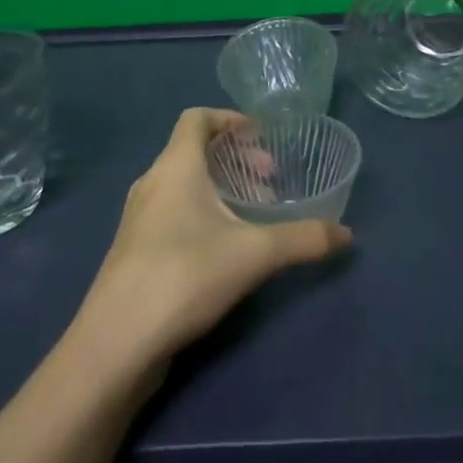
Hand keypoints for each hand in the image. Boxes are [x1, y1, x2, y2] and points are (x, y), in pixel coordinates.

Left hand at [75, 108, 352, 369]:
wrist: (114, 344)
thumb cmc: (184, 275)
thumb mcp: (254, 254)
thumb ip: (303, 240)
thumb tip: (347, 235)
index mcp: (175, 166)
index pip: (197, 118)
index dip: (229, 119)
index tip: (261, 137)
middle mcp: (152, 183)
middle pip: (192, 150)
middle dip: (234, 159)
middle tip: (268, 181)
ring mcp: (137, 219)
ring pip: (182, 184)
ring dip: (218, 188)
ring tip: (251, 214)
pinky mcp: (132, 251)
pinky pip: (171, 211)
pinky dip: (200, 212)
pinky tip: (222, 248)